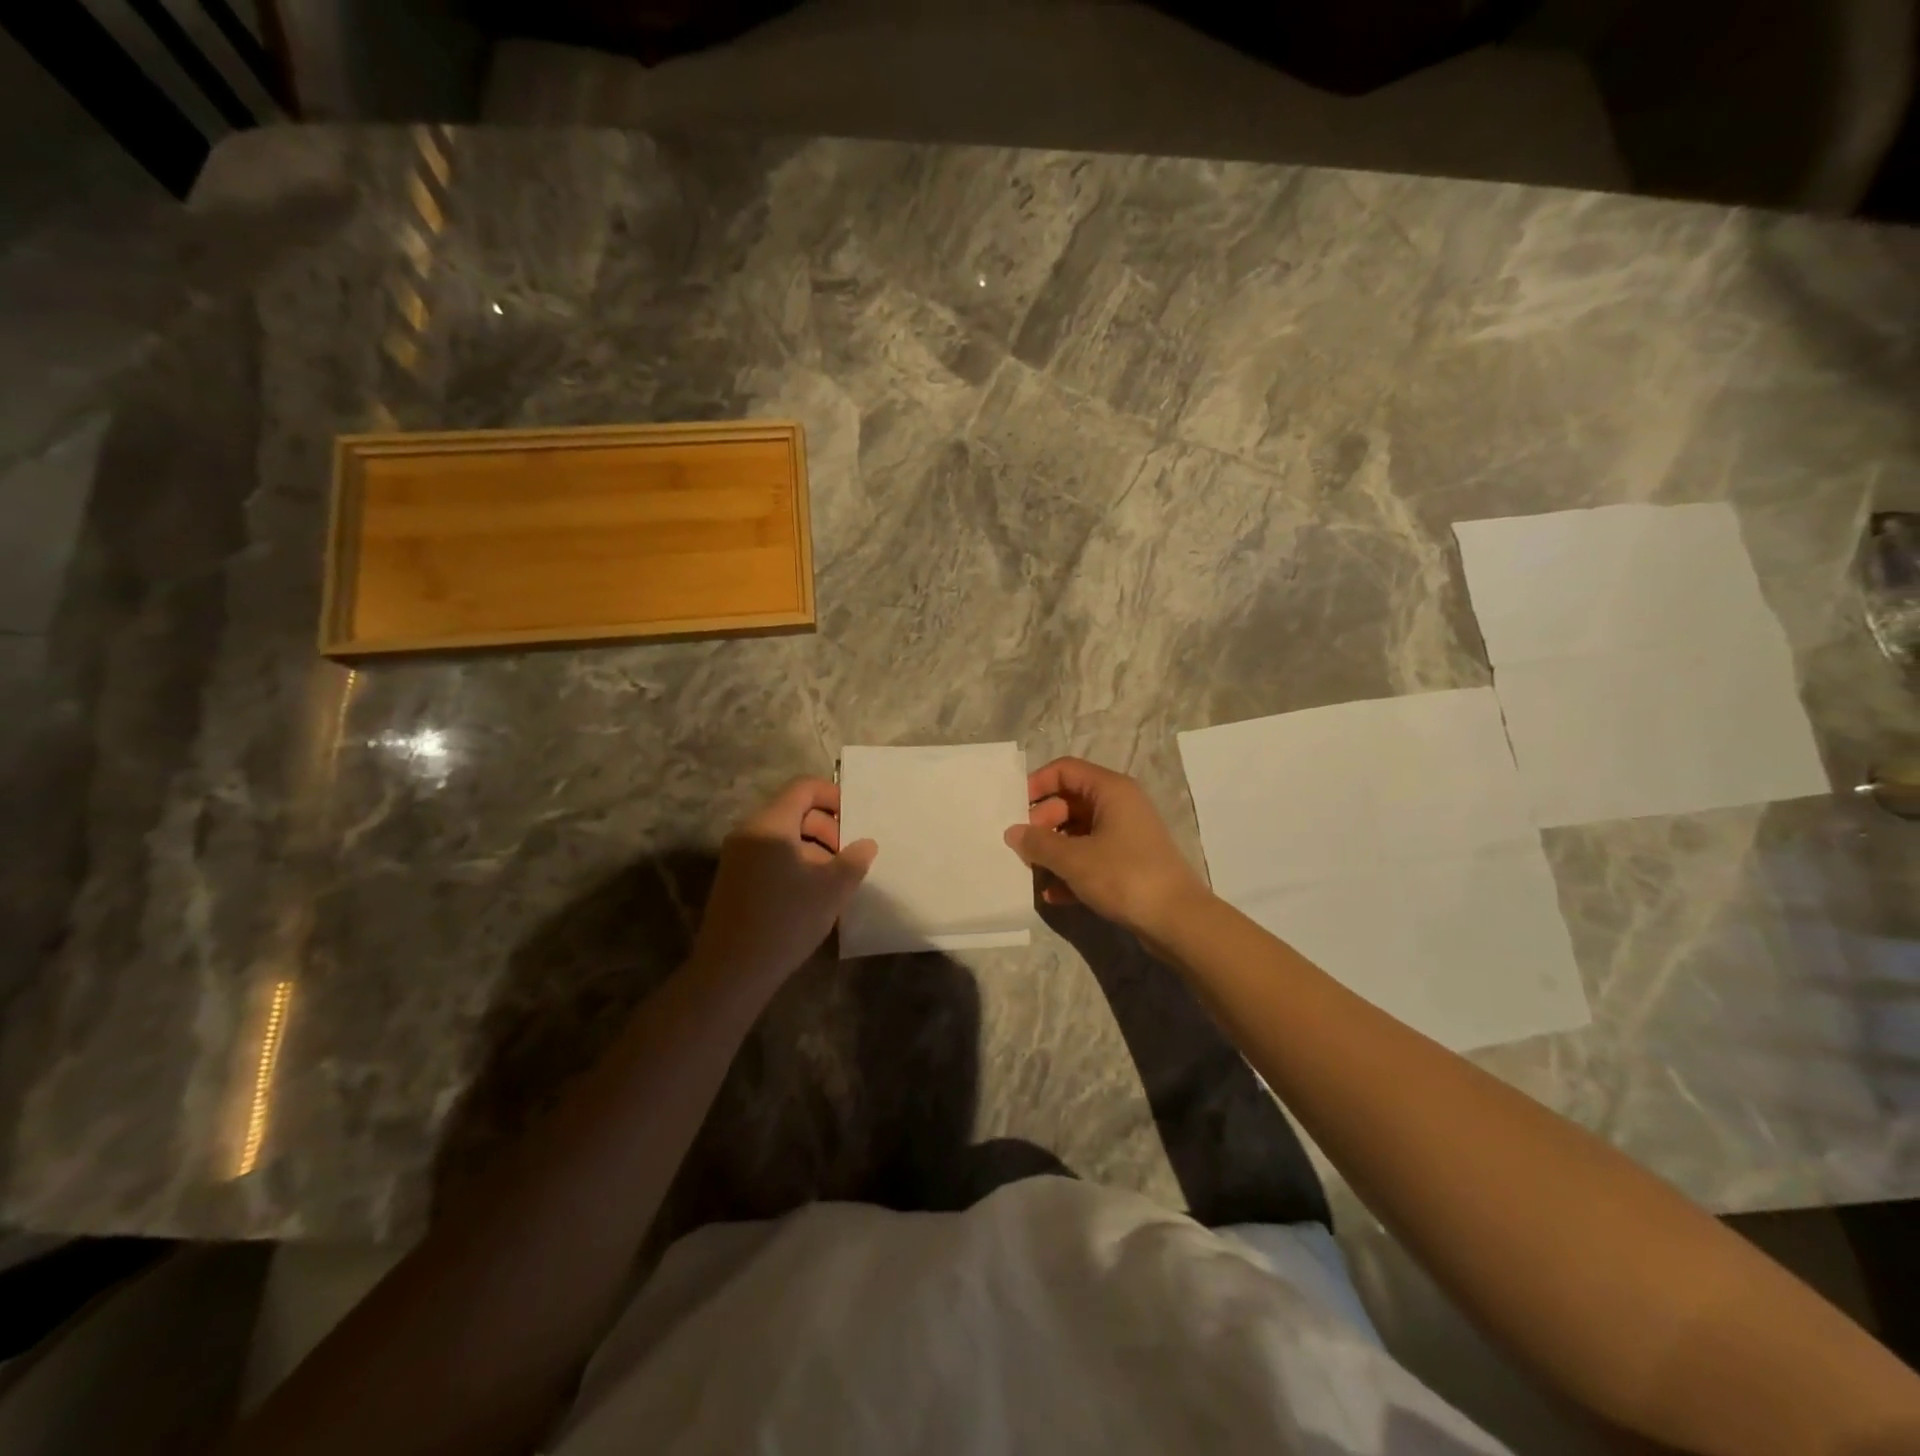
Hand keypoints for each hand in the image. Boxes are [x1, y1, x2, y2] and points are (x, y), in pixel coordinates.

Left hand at [689, 778, 877, 984]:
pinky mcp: (734, 879)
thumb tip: (866, 843)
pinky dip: (795, 863)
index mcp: (771, 825)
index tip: (857, 818)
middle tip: (850, 855)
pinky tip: (812, 893)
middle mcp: (749, 832)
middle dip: (827, 827)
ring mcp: (738, 856)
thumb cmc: (786, 921)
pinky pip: (770, 856)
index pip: (803, 788)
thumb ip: (853, 860)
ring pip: (783, 836)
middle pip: (793, 811)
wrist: (731, 971)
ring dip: (813, 848)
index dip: (833, 796)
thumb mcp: (831, 890)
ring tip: (835, 878)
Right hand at [1004, 757, 1210, 941]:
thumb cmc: (1124, 876)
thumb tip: (1013, 833)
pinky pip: (1091, 857)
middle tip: (1022, 848)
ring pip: (1079, 832)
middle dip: (1042, 823)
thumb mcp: (1073, 859)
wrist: (1178, 921)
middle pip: (1069, 802)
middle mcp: (1120, 805)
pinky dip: (1072, 871)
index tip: (1014, 809)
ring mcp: (1126, 835)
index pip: (1065, 770)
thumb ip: (1038, 843)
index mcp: (1110, 790)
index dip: (1036, 784)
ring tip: (1032, 872)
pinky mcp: (1129, 863)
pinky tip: (1053, 895)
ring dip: (1054, 851)